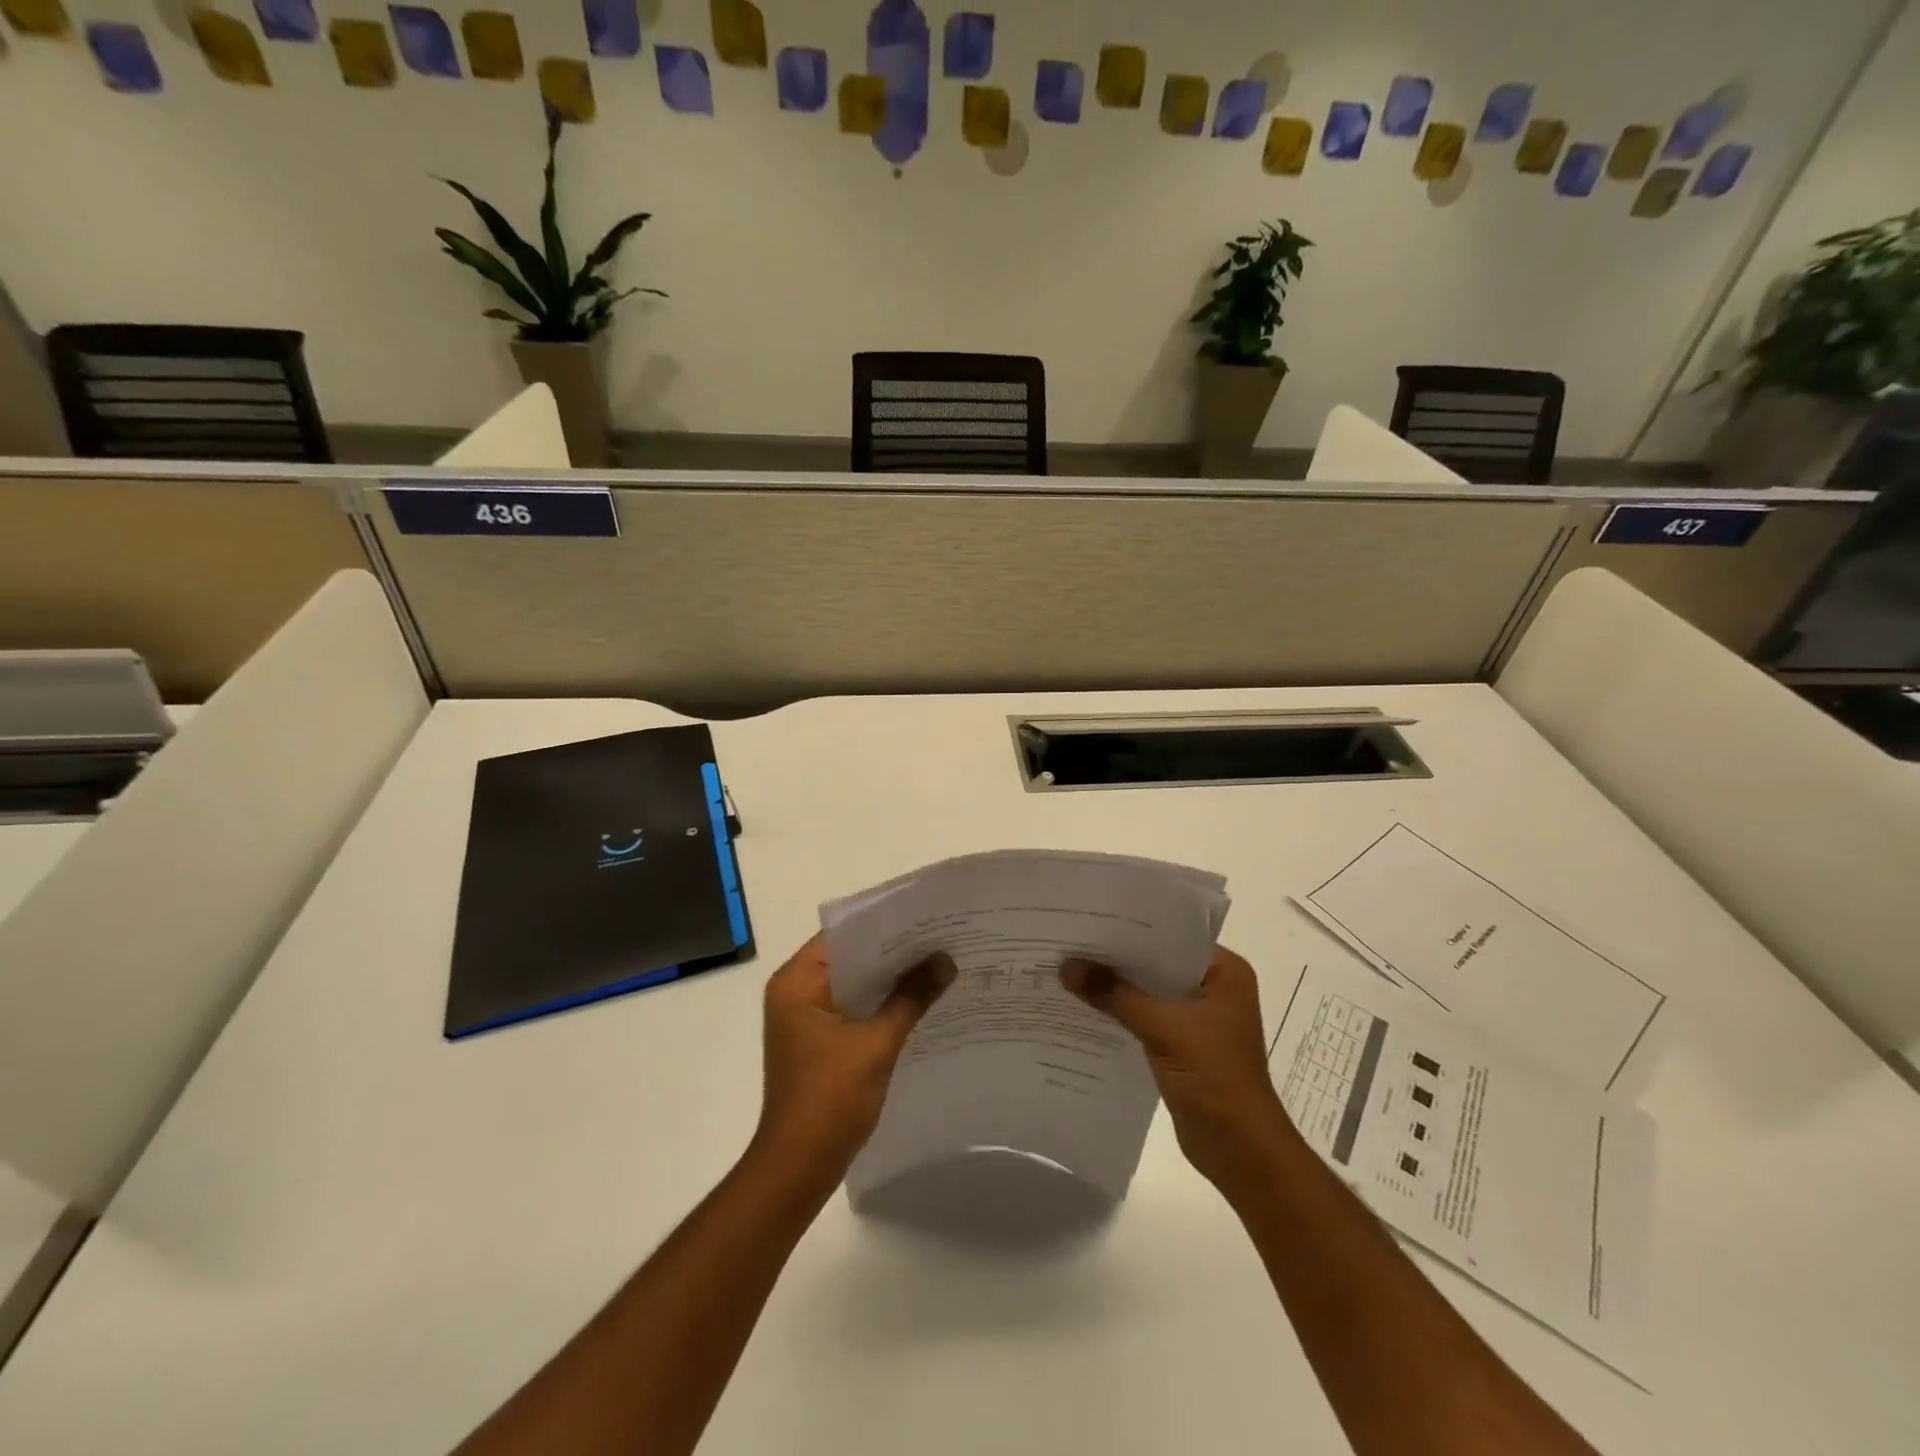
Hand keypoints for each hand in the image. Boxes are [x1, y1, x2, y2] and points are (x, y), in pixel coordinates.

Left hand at [753, 934, 953, 1186]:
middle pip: (850, 958)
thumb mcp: (876, 1043)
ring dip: (890, 980)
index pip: (843, 935)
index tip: (924, 917)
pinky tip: (920, 1002)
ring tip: (938, 964)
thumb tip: (946, 961)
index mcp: (796, 982)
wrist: (799, 1168)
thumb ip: (911, 997)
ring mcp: (806, 1019)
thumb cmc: (829, 1099)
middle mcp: (796, 992)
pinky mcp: (820, 1042)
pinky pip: (855, 1009)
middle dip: (894, 953)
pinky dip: (882, 1005)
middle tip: (940, 937)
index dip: (883, 924)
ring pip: (856, 985)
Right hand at [1062, 946, 1291, 1192]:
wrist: (1241, 1152)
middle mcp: (1214, 987)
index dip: (1132, 926)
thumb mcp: (1164, 1028)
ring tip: (1070, 967)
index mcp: (1225, 972)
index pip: (1172, 934)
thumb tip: (1067, 966)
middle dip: (1118, 956)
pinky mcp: (1182, 1043)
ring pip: (1149, 989)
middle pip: (1157, 961)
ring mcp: (1198, 1017)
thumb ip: (1115, 994)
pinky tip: (1085, 1005)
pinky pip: (1146, 1015)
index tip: (1090, 914)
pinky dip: (1121, 1011)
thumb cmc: (1215, 1078)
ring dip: (1116, 985)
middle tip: (1071, 938)